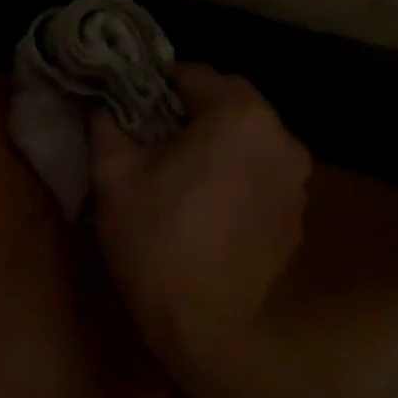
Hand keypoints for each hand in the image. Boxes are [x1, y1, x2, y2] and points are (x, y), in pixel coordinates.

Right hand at [89, 62, 310, 369]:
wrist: (200, 322)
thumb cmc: (153, 240)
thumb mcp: (114, 179)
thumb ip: (108, 128)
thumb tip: (101, 105)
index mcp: (238, 116)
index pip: (196, 75)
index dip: (159, 84)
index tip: (133, 100)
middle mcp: (281, 138)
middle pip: (232, 105)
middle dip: (194, 112)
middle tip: (156, 138)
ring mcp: (296, 180)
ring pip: (251, 141)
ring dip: (220, 145)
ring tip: (184, 174)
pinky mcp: (296, 216)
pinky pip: (263, 177)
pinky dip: (238, 178)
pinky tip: (209, 208)